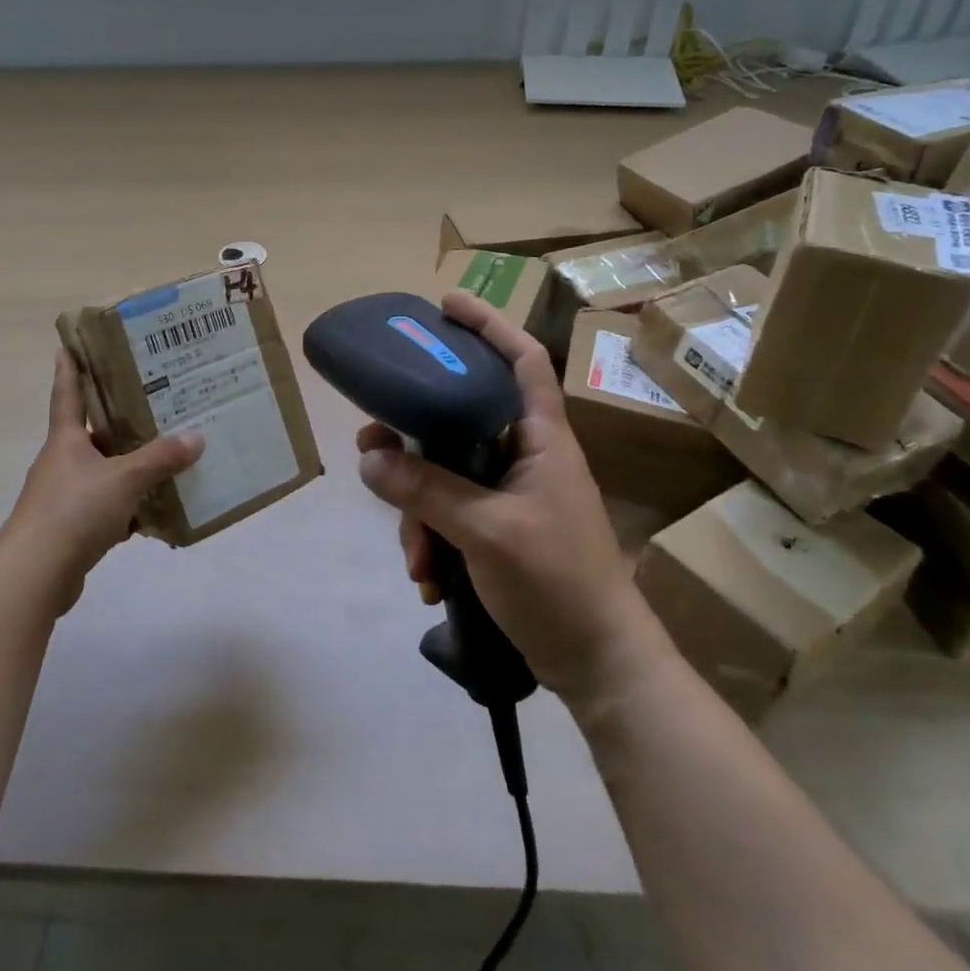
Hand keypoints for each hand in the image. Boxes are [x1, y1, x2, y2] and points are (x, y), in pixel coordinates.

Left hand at [0, 350, 203, 613]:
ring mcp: (64, 497)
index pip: (68, 394)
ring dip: (129, 469)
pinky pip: (107, 509)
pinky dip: (129, 509)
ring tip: (166, 458)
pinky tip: (156, 512)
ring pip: (104, 474)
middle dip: (119, 422)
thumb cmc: (74, 511)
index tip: (68, 345)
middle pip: (93, 435)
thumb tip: (196, 436)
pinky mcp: (71, 529)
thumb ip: (160, 459)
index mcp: (66, 440)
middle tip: (153, 404)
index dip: (69, 370)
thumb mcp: (123, 479)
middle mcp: (62, 463)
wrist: (35, 575)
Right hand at [356, 291, 642, 700]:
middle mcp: (524, 456)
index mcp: (542, 439)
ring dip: (419, 511)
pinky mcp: (497, 529)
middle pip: (460, 419)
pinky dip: (432, 539)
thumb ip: (427, 491)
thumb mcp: (488, 531)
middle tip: (372, 443)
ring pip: (445, 474)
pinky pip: (449, 514)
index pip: (523, 360)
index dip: (489, 325)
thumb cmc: (559, 582)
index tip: (445, 305)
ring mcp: (510, 495)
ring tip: (415, 558)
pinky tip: (429, 579)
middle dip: (414, 437)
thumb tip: (370, 457)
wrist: (599, 665)